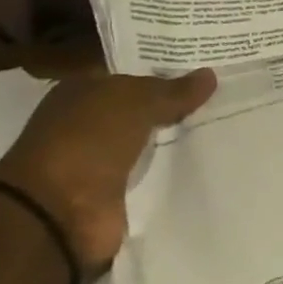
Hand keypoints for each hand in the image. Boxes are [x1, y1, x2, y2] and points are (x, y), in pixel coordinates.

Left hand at [0, 70, 217, 270]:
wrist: (58, 213)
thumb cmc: (88, 141)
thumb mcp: (135, 102)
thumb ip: (173, 90)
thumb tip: (209, 75)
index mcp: (82, 92)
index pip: (130, 75)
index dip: (165, 71)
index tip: (207, 70)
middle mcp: (88, 123)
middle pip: (141, 109)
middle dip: (176, 105)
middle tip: (224, 96)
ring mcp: (100, 161)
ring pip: (148, 142)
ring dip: (176, 139)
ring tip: (224, 127)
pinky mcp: (115, 195)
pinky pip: (151, 174)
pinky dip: (172, 171)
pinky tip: (206, 162)